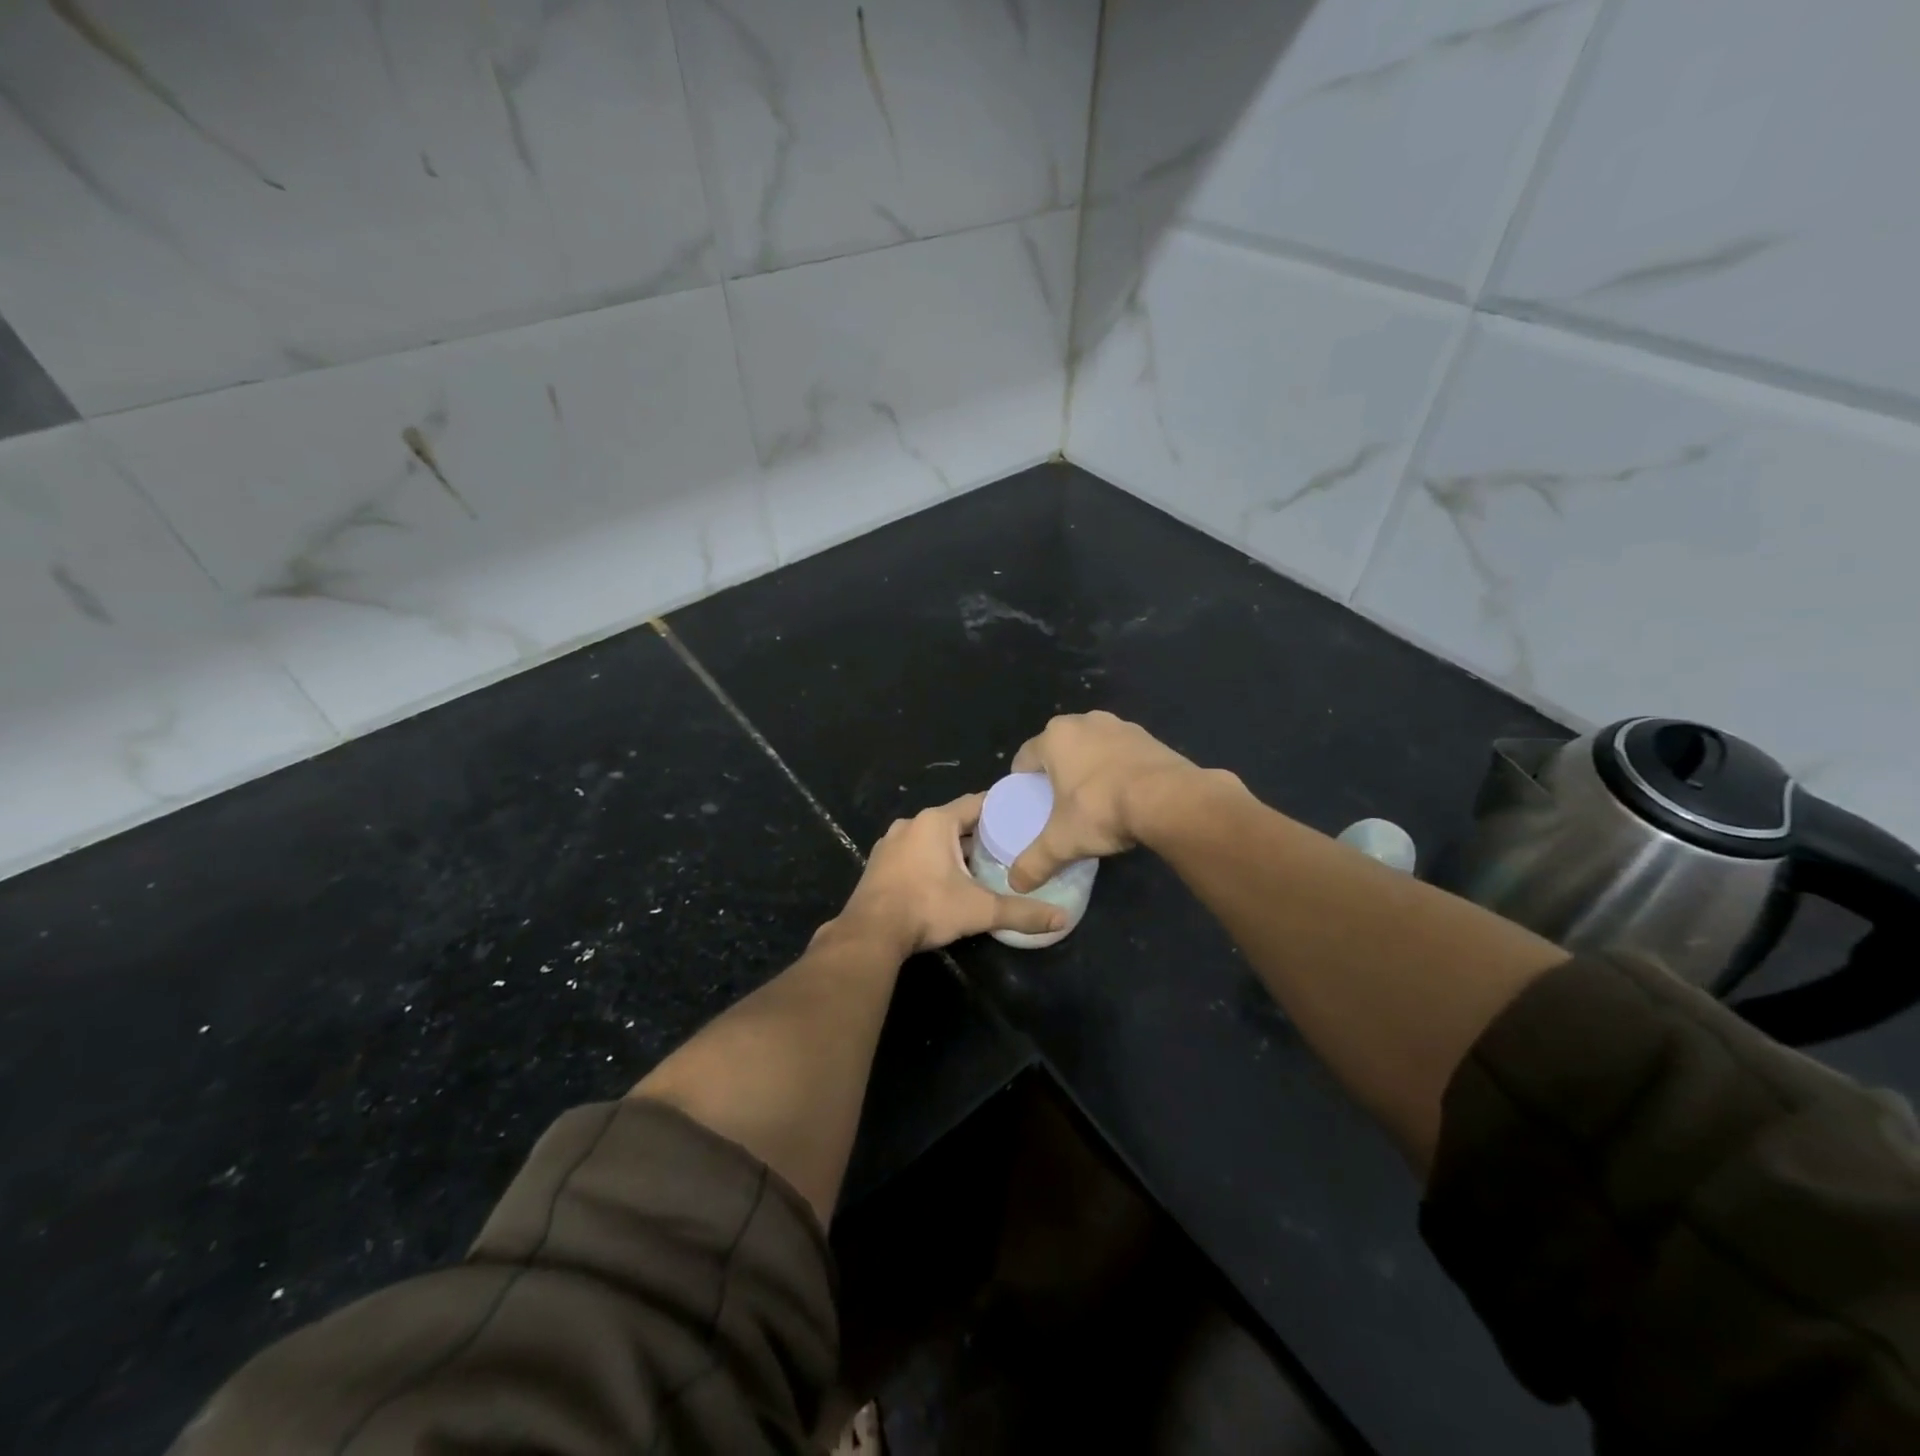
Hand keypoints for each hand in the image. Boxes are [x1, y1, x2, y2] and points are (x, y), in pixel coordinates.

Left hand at [835, 794, 1066, 954]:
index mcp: (936, 821)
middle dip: (978, 833)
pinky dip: (931, 860)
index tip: (1023, 817)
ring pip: (932, 837)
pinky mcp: (879, 863)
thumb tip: (1062, 919)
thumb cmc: (928, 908)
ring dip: (953, 848)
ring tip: (980, 864)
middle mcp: (912, 823)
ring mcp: (891, 843)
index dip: (1001, 809)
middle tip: (1007, 846)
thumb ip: (1022, 912)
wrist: (871, 933)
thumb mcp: (980, 910)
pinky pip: (913, 852)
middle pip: (954, 821)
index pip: (977, 803)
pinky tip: (945, 879)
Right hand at [1006, 711, 1210, 890]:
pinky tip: (1124, 793)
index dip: (1022, 779)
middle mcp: (1085, 722)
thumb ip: (1035, 862)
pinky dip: (1117, 768)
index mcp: (1055, 738)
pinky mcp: (1149, 737)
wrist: (1168, 799)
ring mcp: (1120, 726)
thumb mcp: (1062, 842)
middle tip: (1058, 801)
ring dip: (1089, 766)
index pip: (1025, 757)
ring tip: (1092, 797)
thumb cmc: (1101, 809)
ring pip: (1092, 746)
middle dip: (1057, 770)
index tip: (1027, 800)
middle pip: (1060, 747)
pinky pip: (1122, 753)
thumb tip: (1016, 885)